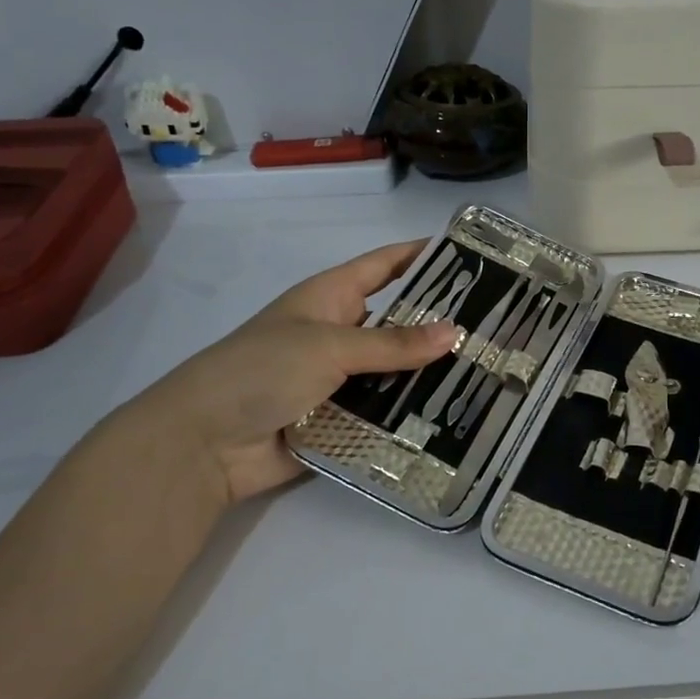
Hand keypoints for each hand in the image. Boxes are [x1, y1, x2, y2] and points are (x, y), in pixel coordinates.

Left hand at [121, 240, 457, 503]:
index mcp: (330, 297)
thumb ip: (393, 344)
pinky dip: (411, 416)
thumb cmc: (262, 370)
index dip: (422, 255)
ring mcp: (339, 379)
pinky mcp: (340, 420)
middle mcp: (339, 333)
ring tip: (487, 374)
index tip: (470, 254)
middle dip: (439, 324)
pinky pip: (383, 413)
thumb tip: (455, 332)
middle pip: (397, 322)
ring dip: (430, 375)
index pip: (384, 265)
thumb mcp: (330, 346)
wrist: (204, 444)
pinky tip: (455, 418)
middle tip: (495, 327)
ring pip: (395, 371)